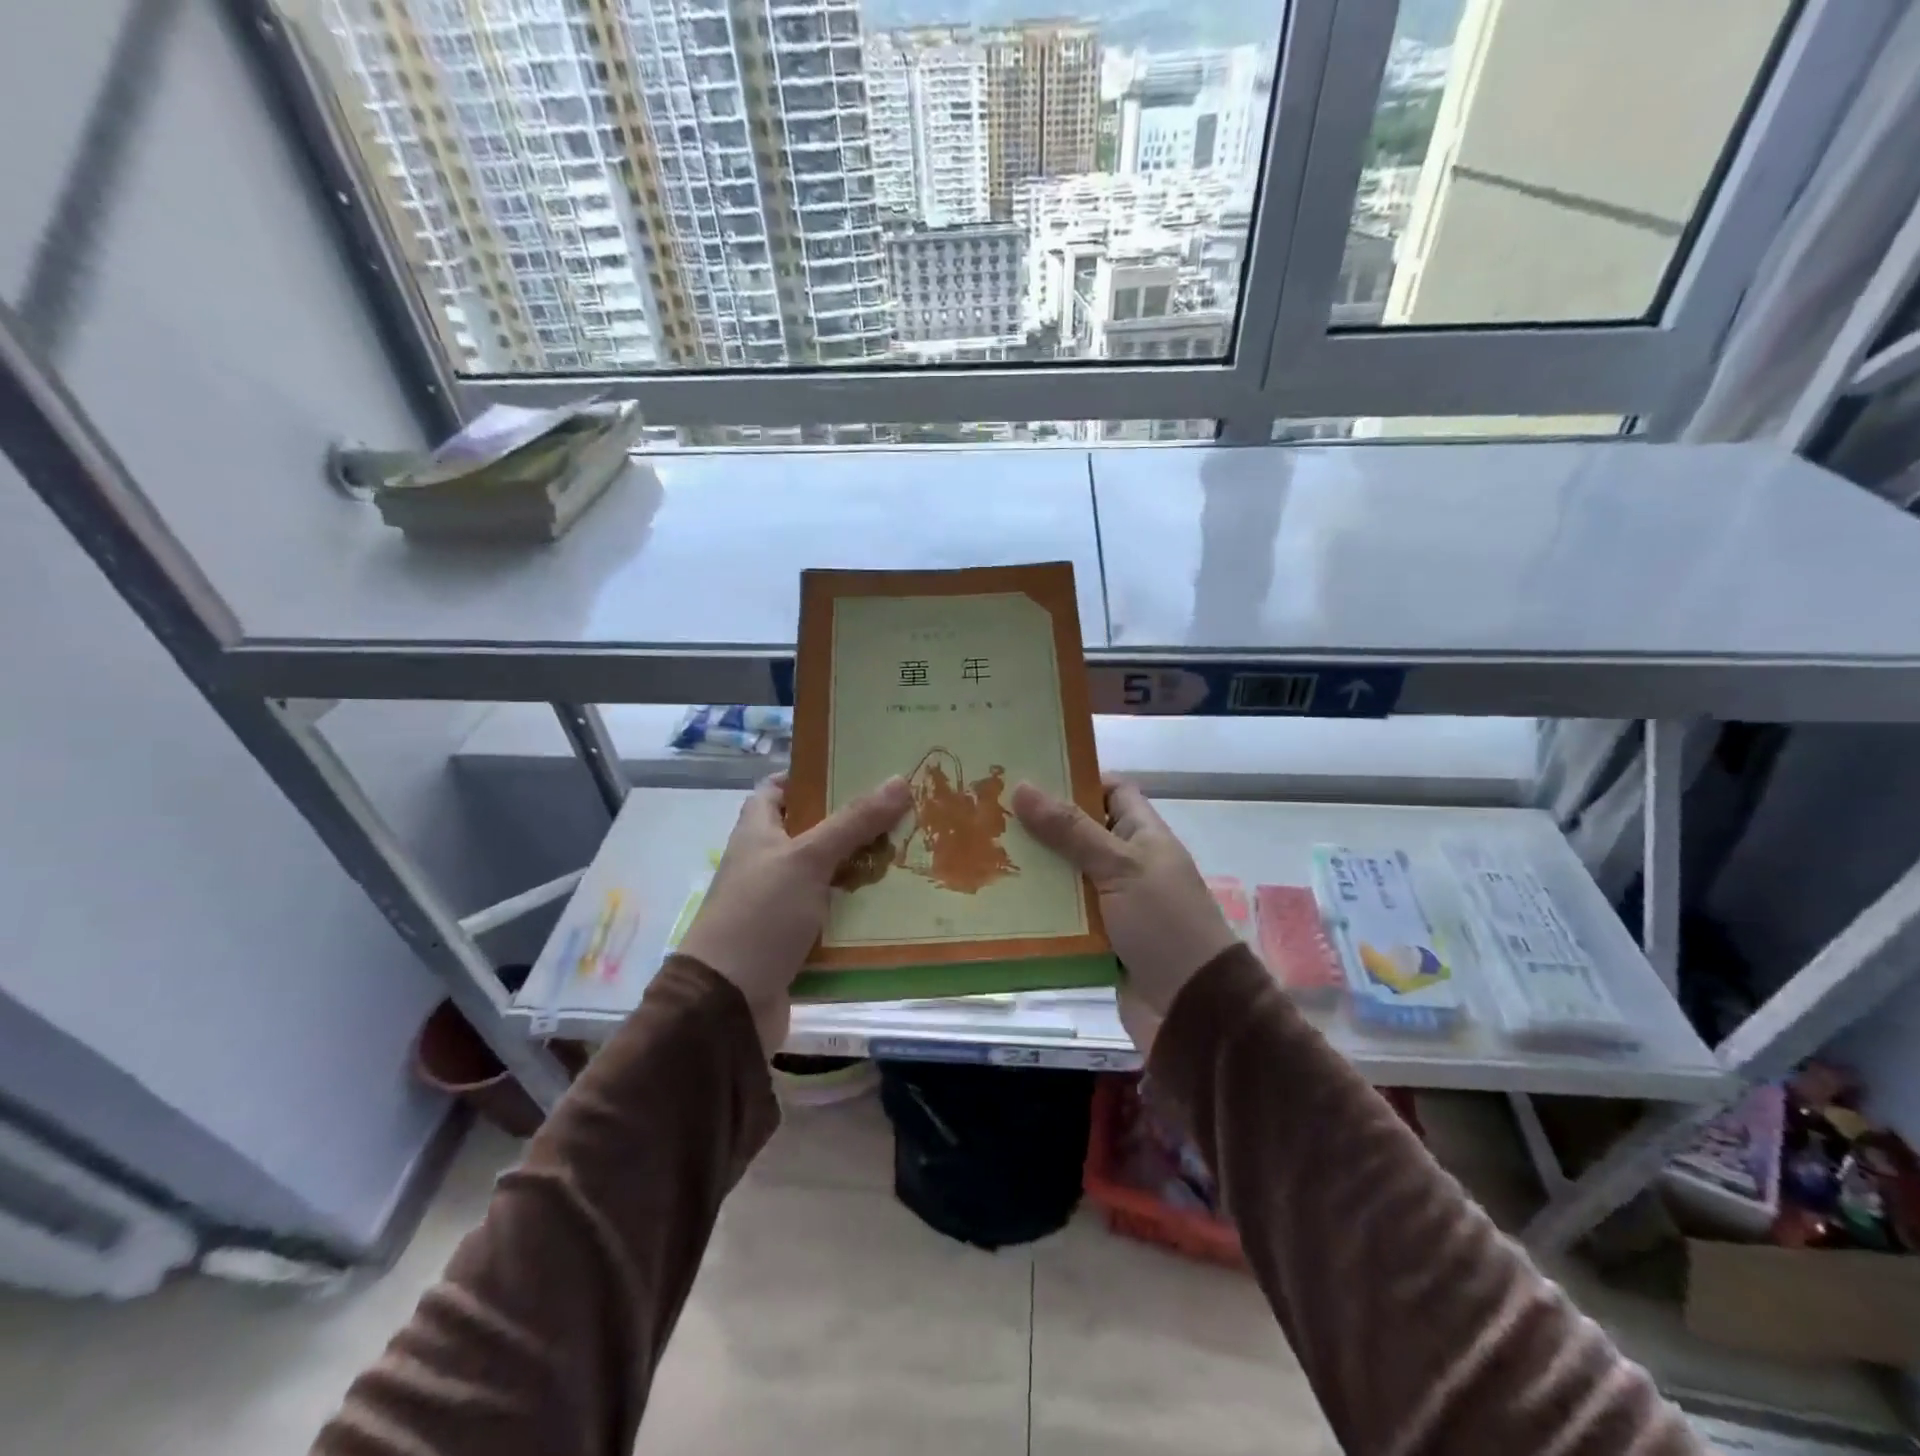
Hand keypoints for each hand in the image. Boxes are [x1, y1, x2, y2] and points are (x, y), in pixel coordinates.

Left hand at [679, 773, 912, 1054]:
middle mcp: (766, 863)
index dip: (809, 775)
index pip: (777, 789)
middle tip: (901, 810)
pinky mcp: (796, 940)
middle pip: (813, 831)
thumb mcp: (807, 859)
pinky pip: (834, 915)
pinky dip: (859, 910)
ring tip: (912, 852)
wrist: (728, 1004)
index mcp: (757, 833)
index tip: (854, 768)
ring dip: (863, 868)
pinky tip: (897, 904)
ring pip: (828, 875)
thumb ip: (853, 822)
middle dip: (853, 823)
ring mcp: (780, 904)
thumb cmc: (760, 916)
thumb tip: (899, 779)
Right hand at [1012, 776, 1236, 1053]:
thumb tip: (1022, 786)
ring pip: (1065, 876)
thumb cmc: (1163, 924)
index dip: (1077, 779)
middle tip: (989, 814)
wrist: (1193, 1009)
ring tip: (981, 853)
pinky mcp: (1098, 939)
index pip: (1112, 791)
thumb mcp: (1119, 868)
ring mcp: (1112, 903)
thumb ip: (1071, 830)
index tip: (1029, 776)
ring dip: (1033, 870)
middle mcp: (1128, 864)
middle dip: (1040, 826)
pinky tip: (999, 901)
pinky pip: (1062, 916)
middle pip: (1080, 833)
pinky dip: (1038, 911)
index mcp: (1144, 837)